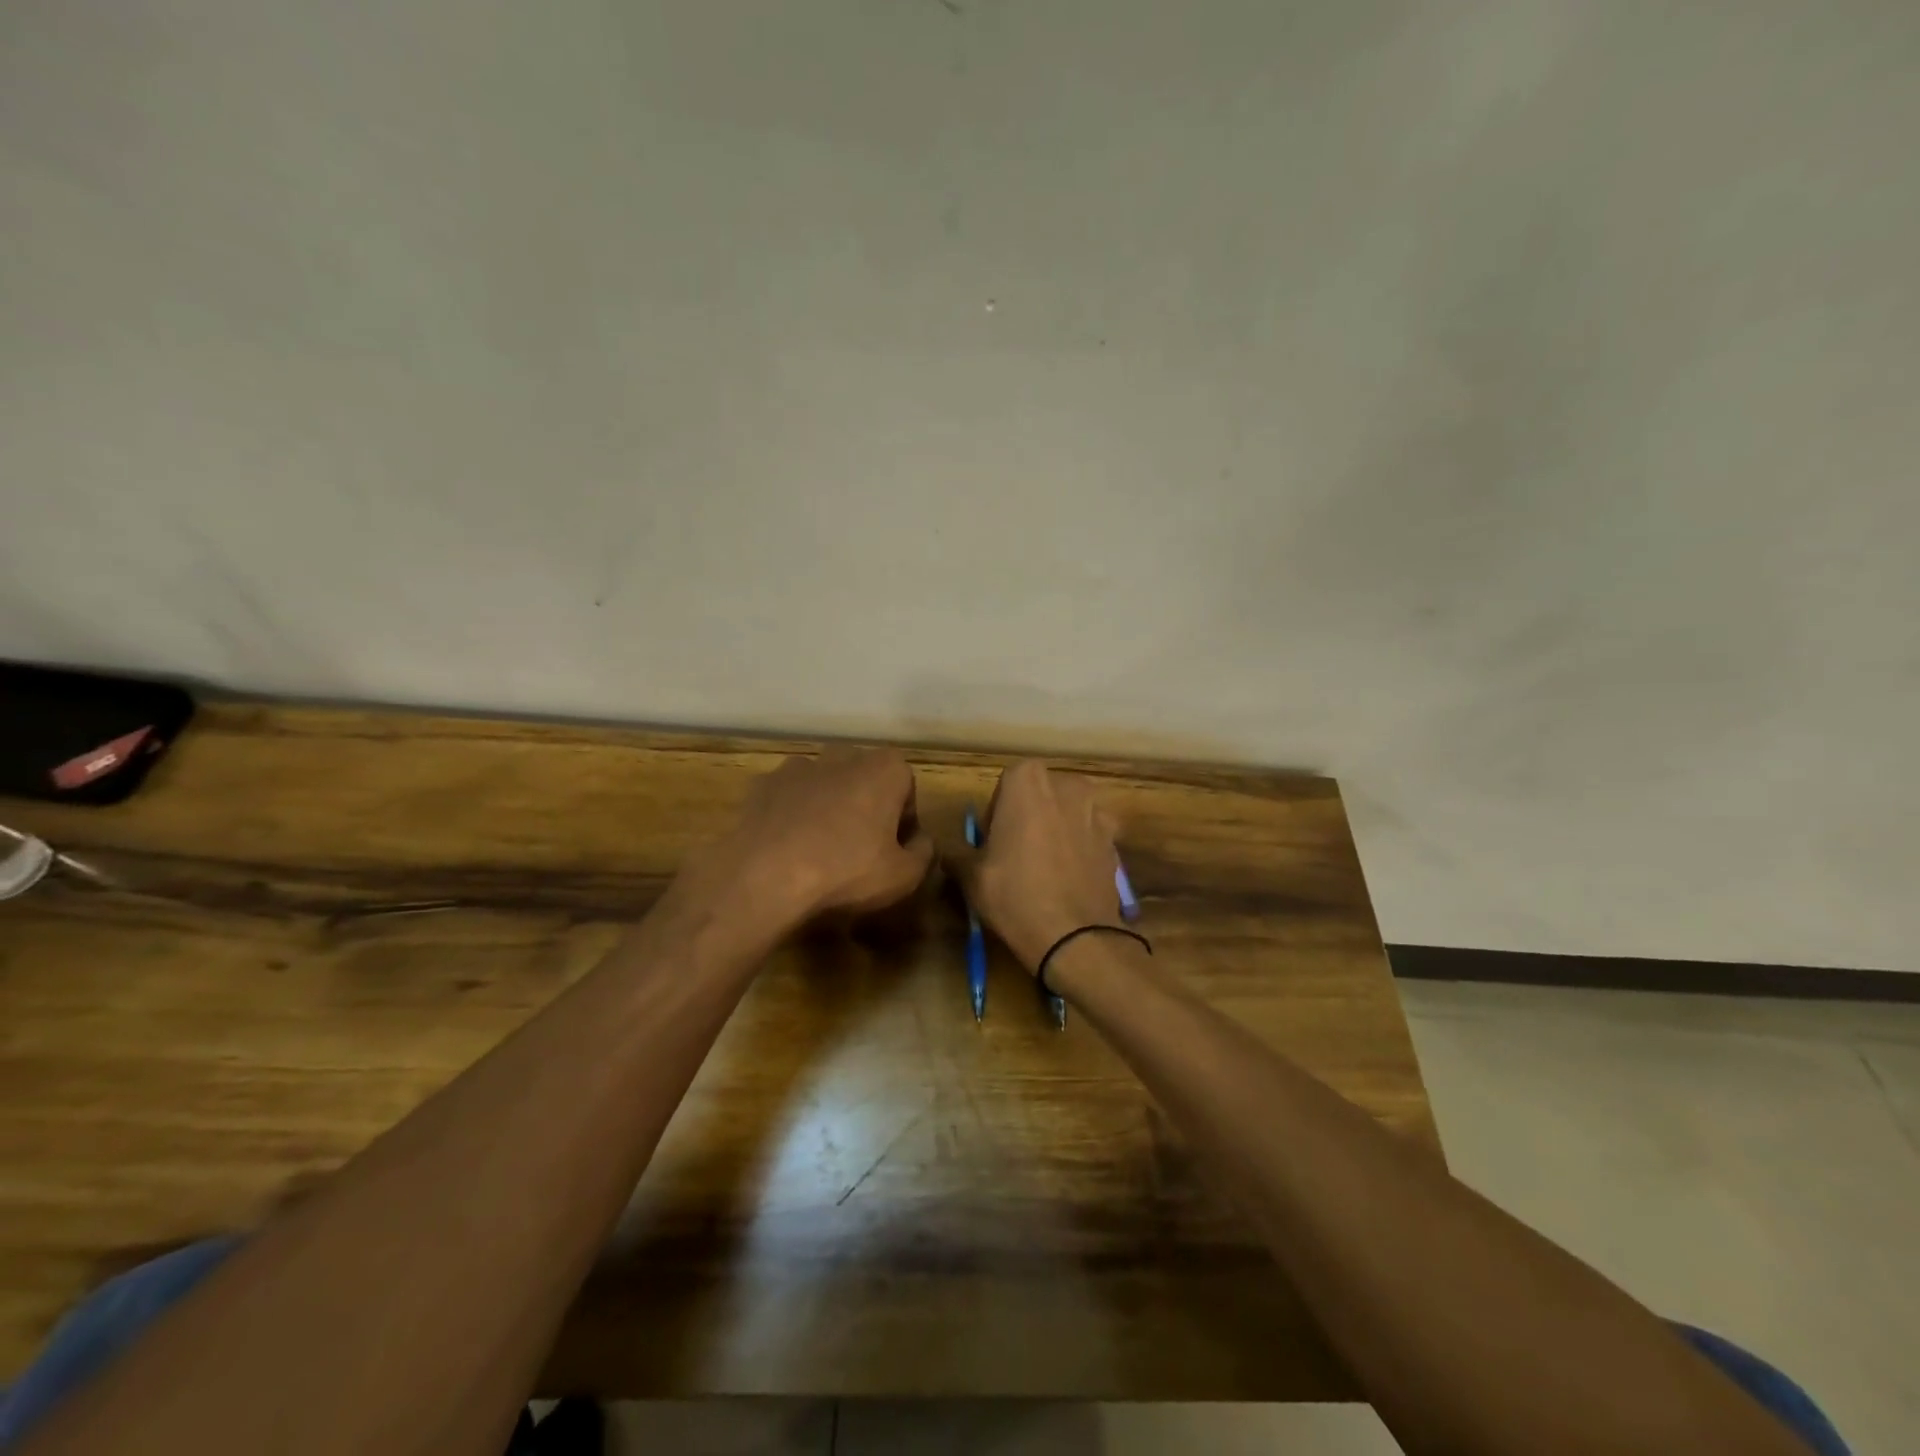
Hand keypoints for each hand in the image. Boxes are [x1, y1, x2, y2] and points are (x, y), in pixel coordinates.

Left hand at [687, 745, 933, 933]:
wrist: (765, 877)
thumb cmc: (847, 871)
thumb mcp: (904, 875)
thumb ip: (924, 852)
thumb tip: (920, 841)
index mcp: (885, 769)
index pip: (906, 787)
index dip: (903, 819)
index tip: (894, 847)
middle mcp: (843, 755)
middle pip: (864, 777)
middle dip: (866, 803)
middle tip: (861, 846)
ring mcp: (798, 766)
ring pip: (824, 783)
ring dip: (828, 805)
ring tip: (820, 847)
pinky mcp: (763, 784)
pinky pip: (788, 796)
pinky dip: (791, 813)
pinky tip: (787, 846)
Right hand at [948, 760, 1126, 973]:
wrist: (1075, 936)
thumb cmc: (1014, 894)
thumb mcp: (971, 876)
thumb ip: (959, 855)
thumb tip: (949, 855)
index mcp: (1027, 781)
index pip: (1005, 784)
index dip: (997, 812)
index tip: (993, 841)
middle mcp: (1066, 785)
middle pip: (1041, 794)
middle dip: (1029, 815)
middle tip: (1016, 852)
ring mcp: (1097, 810)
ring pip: (1069, 812)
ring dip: (1057, 828)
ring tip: (1045, 866)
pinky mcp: (1115, 839)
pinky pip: (1090, 835)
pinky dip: (1080, 848)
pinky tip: (1069, 879)